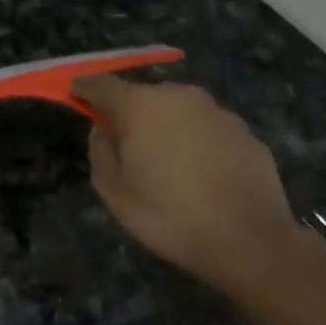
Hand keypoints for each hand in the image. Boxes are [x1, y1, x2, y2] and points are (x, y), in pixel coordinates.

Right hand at [72, 75, 322, 296]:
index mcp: (141, 106)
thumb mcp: (114, 192)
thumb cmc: (169, 215)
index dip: (85, 89)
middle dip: (131, 114)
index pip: (102, 84)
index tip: (76, 95)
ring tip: (167, 165)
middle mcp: (180, 97)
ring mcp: (217, 112)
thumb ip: (101, 152)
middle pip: (144, 96)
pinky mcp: (246, 132)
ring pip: (179, 112)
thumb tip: (104, 130)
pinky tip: (200, 175)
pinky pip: (208, 130)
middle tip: (126, 145)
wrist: (249, 240)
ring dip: (167, 128)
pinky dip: (197, 143)